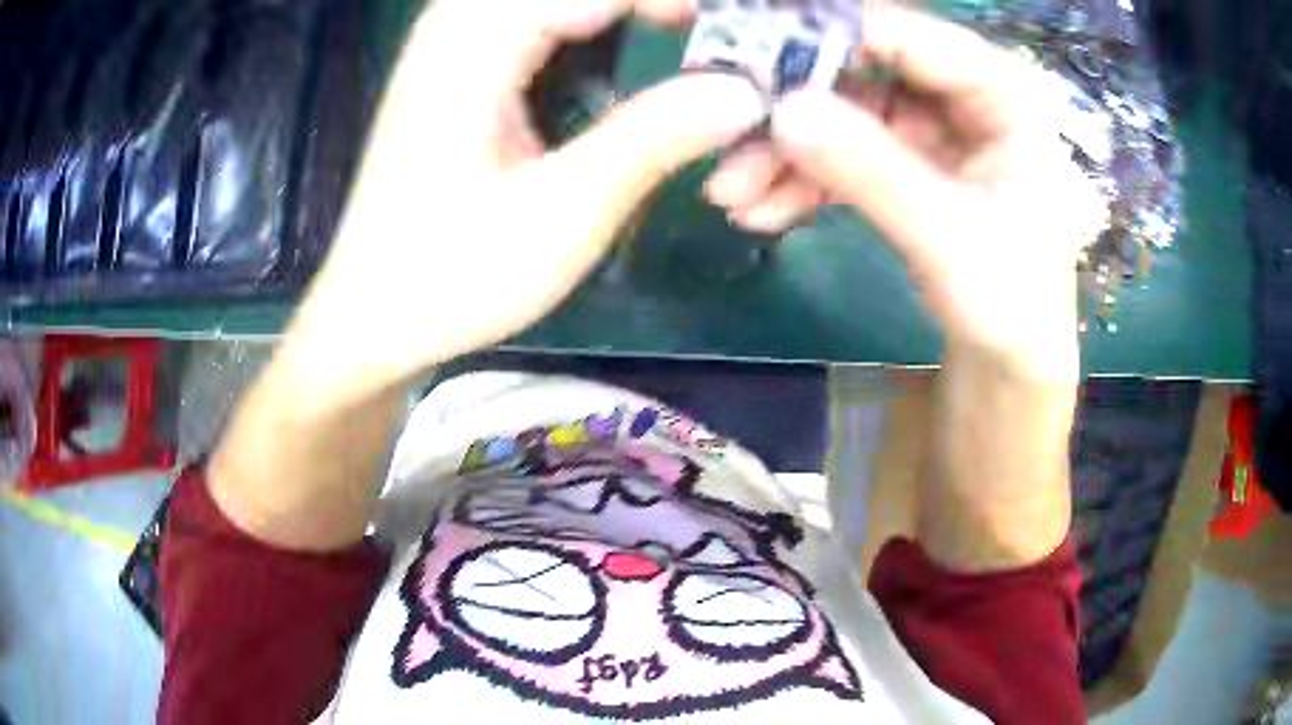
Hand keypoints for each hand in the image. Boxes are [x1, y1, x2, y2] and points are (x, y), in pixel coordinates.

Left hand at [287, 0, 764, 395]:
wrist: (370, 317)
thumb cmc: (453, 276)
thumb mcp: (562, 213)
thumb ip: (653, 137)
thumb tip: (745, 92)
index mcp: (475, 43)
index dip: (676, 1)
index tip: (739, 33)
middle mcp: (458, 23)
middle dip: (651, 6)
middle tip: (716, 37)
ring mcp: (451, 41)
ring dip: (622, 12)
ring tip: (686, 33)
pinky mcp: (454, 65)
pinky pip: (534, 17)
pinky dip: (589, 22)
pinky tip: (622, 41)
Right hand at [705, 8, 1105, 378]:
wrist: (1010, 365)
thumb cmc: (1011, 305)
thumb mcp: (948, 239)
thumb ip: (872, 171)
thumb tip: (782, 111)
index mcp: (1001, 92)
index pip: (905, 35)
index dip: (826, 37)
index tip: (750, 57)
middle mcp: (964, 95)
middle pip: (863, 69)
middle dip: (795, 106)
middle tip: (727, 136)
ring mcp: (933, 128)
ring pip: (844, 113)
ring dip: (786, 151)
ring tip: (730, 194)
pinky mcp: (909, 161)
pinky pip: (846, 152)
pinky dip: (803, 179)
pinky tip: (761, 210)